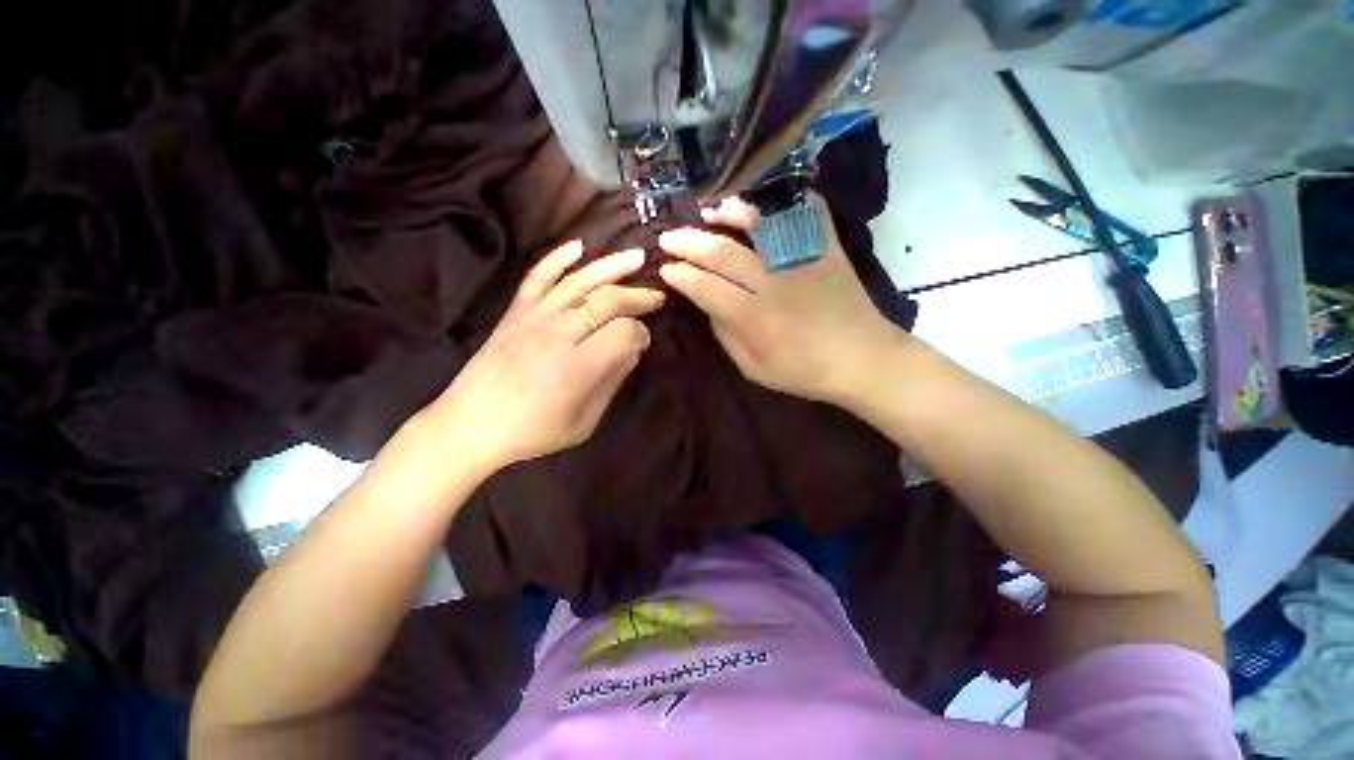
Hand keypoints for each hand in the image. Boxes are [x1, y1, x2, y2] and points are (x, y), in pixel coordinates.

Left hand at [424, 242, 663, 471]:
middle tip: (657, 297)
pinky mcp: (515, 311)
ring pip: (579, 281)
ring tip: (637, 256)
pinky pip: (538, 277)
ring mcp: (534, 317)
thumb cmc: (533, 431)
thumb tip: (633, 350)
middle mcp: (559, 333)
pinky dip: (557, 258)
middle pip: (608, 300)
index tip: (644, 342)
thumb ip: (611, 382)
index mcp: (579, 366)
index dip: (641, 334)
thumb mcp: (584, 422)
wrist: (471, 425)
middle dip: (638, 296)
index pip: (625, 332)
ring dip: (611, 266)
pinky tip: (578, 246)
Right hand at [657, 195, 900, 404]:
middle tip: (669, 238)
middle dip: (688, 242)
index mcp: (753, 318)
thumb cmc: (805, 371)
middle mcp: (773, 283)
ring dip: (727, 213)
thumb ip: (726, 335)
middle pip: (721, 253)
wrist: (863, 359)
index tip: (665, 268)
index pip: (705, 287)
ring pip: (758, 225)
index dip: (680, 275)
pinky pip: (804, 212)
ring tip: (707, 211)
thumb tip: (708, 304)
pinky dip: (782, 200)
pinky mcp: (826, 248)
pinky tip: (761, 200)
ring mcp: (801, 260)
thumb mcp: (754, 368)